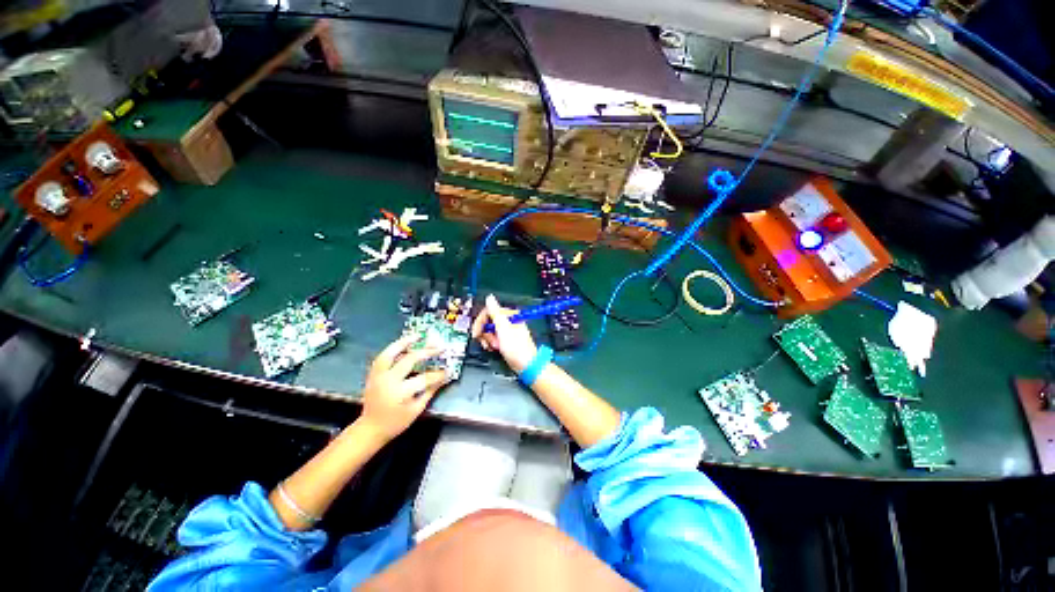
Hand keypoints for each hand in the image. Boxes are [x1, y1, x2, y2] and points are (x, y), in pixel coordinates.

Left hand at [359, 335, 448, 441]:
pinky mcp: (373, 374)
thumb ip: (430, 391)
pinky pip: (383, 357)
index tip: (448, 370)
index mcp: (400, 393)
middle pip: (409, 360)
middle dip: (426, 352)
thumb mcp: (416, 409)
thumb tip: (444, 378)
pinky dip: (393, 349)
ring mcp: (379, 376)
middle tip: (439, 347)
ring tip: (418, 336)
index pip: (424, 378)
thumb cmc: (396, 422)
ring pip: (391, 353)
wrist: (370, 428)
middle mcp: (388, 381)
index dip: (438, 374)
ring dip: (405, 342)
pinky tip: (403, 344)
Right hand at [471, 294, 537, 372]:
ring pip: (489, 330)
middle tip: (487, 341)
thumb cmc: (517, 348)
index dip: (480, 322)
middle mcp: (508, 320)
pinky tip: (494, 348)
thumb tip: (489, 298)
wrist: (526, 365)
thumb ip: (495, 312)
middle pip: (487, 321)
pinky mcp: (505, 338)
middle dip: (485, 332)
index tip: (476, 332)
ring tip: (493, 346)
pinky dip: (491, 343)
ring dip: (488, 339)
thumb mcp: (503, 328)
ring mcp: (506, 330)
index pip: (489, 311)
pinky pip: (493, 337)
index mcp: (509, 315)